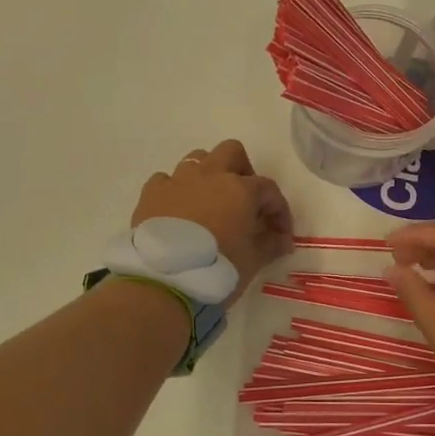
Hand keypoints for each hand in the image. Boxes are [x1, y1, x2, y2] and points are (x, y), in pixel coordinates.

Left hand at [132, 140, 294, 305]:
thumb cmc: (217, 269)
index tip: (280, 234)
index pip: (269, 189)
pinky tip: (178, 212)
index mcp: (240, 189)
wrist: (163, 282)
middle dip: (242, 171)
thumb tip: (283, 240)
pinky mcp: (151, 193)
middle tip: (244, 200)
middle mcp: (210, 175)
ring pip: (198, 160)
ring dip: (208, 176)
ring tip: (209, 204)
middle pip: (232, 152)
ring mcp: (178, 180)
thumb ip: (271, 244)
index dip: (279, 210)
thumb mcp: (252, 261)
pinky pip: (167, 180)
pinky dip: (176, 191)